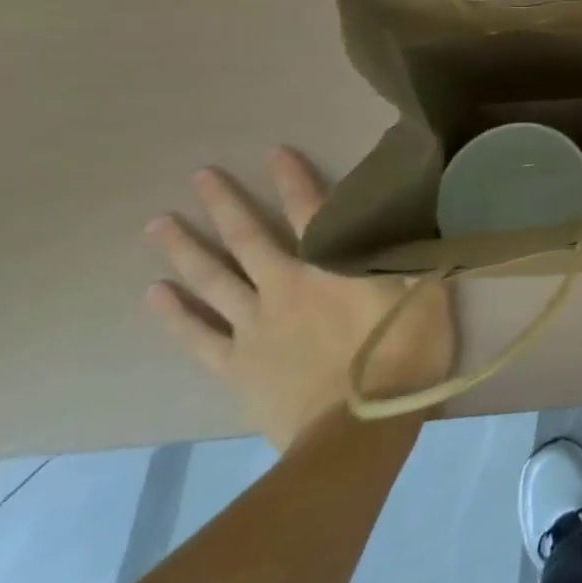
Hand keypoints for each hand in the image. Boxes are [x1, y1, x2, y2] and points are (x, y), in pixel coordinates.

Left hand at [144, 148, 455, 448]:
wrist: (358, 430)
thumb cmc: (404, 355)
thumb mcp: (426, 293)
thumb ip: (410, 252)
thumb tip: (409, 215)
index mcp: (333, 265)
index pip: (312, 210)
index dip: (293, 179)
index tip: (274, 152)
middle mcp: (286, 286)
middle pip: (249, 238)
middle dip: (225, 204)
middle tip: (200, 175)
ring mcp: (254, 326)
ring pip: (213, 279)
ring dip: (186, 249)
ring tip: (160, 224)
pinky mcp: (236, 365)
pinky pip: (198, 334)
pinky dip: (175, 313)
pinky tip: (155, 293)